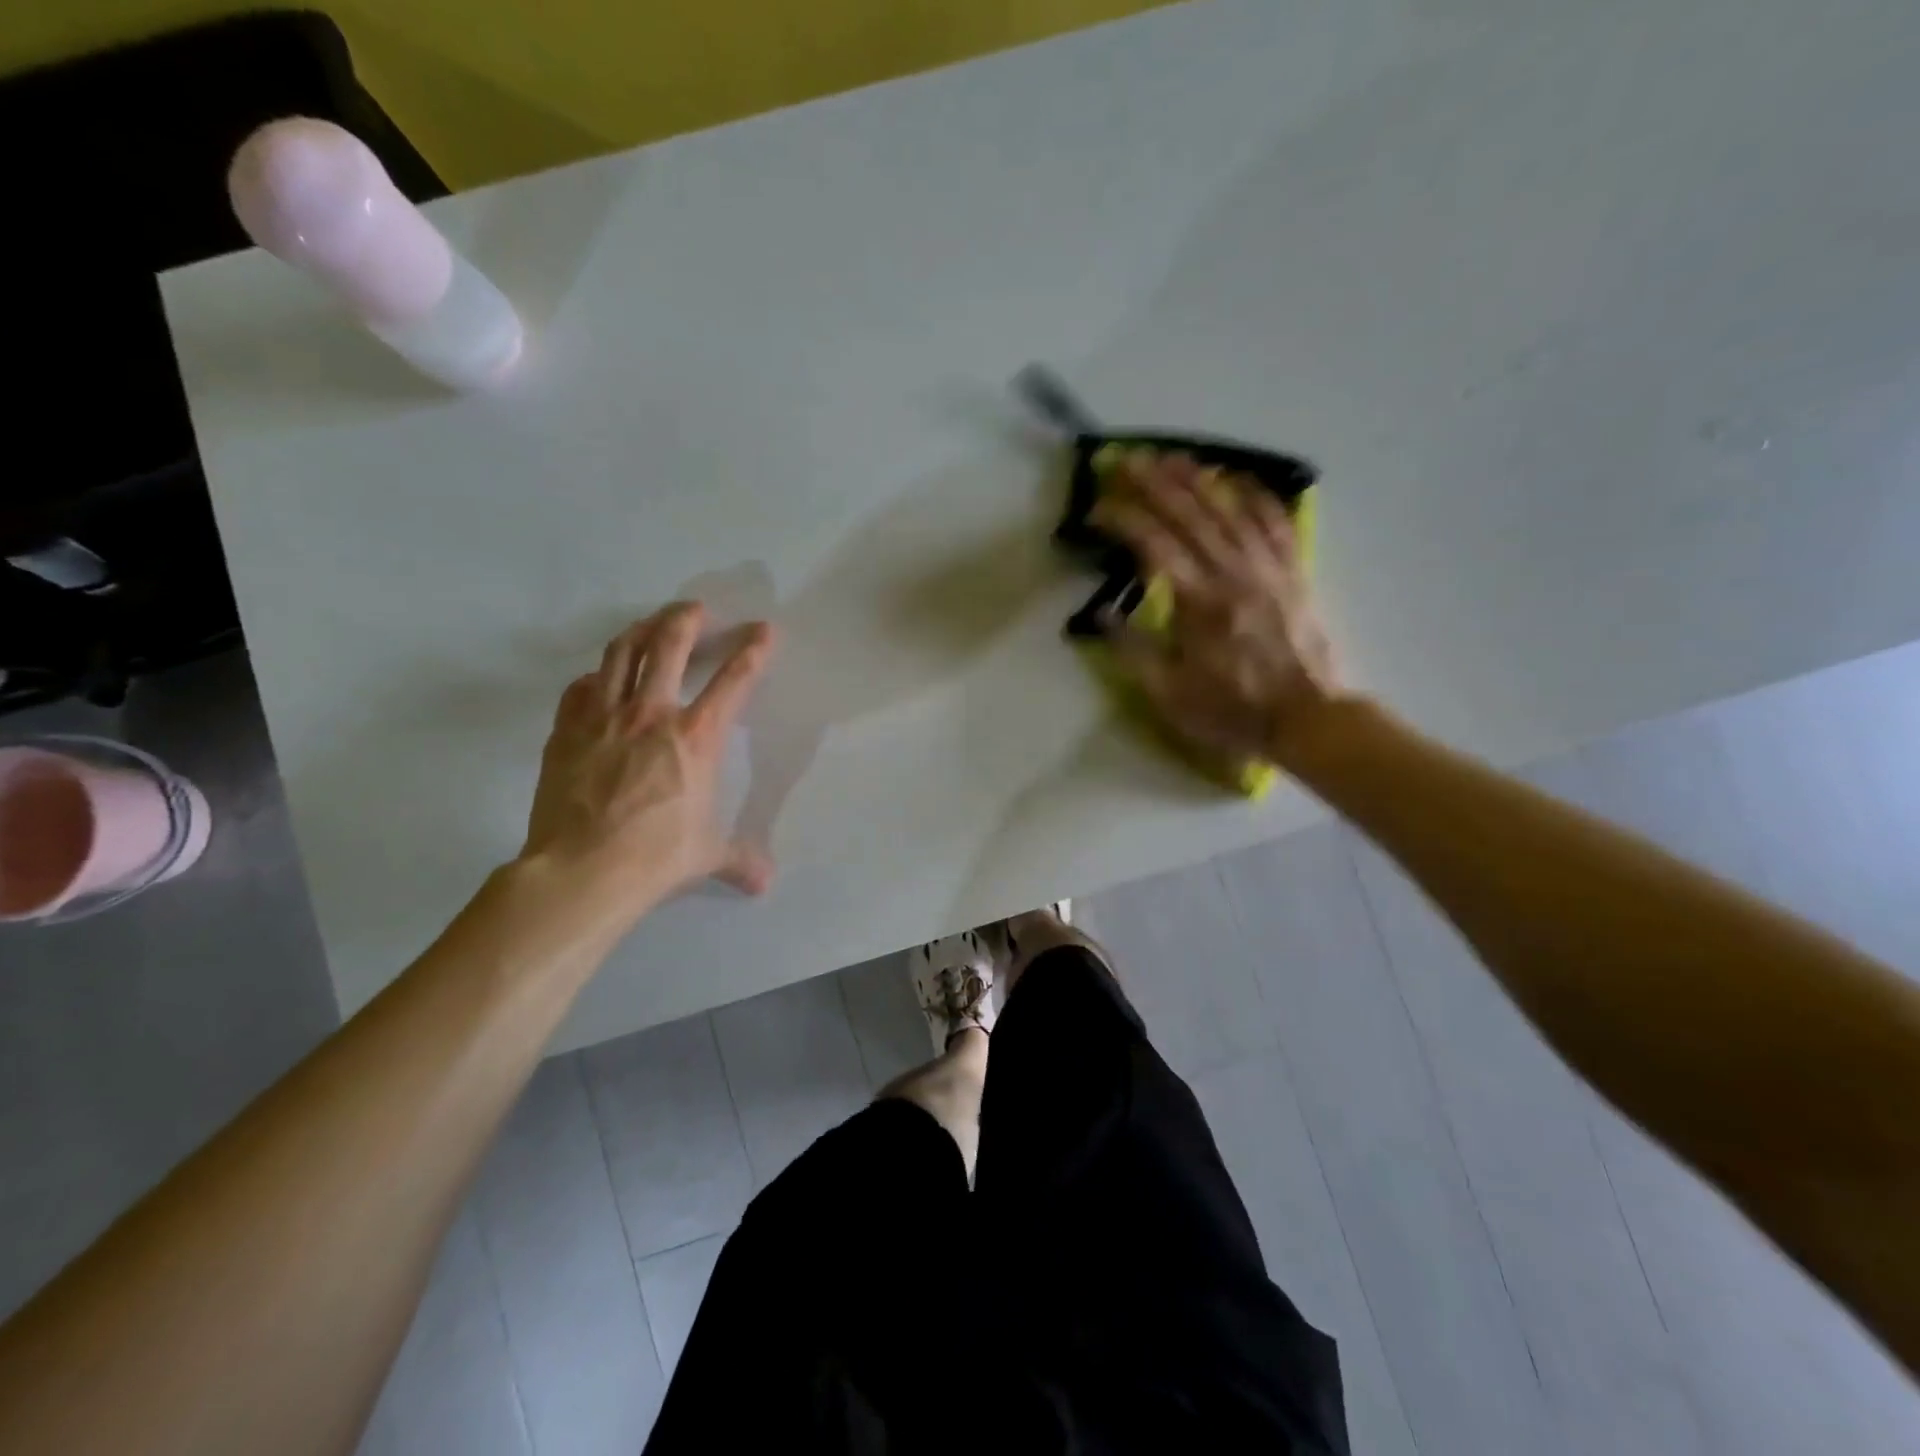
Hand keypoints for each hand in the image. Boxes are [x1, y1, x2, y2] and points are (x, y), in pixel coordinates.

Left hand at [520, 603, 776, 920]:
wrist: (583, 871)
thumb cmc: (657, 856)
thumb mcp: (707, 856)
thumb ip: (739, 859)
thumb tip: (764, 883)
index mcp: (696, 737)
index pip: (733, 681)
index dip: (752, 651)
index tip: (763, 629)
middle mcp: (651, 713)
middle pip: (669, 645)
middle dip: (686, 619)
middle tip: (695, 608)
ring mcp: (603, 717)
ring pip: (620, 653)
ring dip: (639, 631)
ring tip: (649, 623)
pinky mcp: (566, 731)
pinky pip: (580, 689)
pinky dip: (595, 677)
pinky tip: (599, 679)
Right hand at [1089, 453, 1344, 766]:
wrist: (1308, 720)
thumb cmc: (1232, 711)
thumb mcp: (1170, 693)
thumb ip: (1133, 650)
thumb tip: (1102, 614)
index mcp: (1198, 603)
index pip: (1153, 545)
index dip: (1123, 520)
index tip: (1097, 508)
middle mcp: (1233, 574)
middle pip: (1190, 515)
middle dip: (1155, 483)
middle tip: (1128, 460)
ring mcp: (1268, 569)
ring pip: (1230, 510)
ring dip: (1199, 480)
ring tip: (1174, 457)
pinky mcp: (1294, 574)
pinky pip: (1276, 524)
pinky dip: (1258, 496)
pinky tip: (1240, 479)